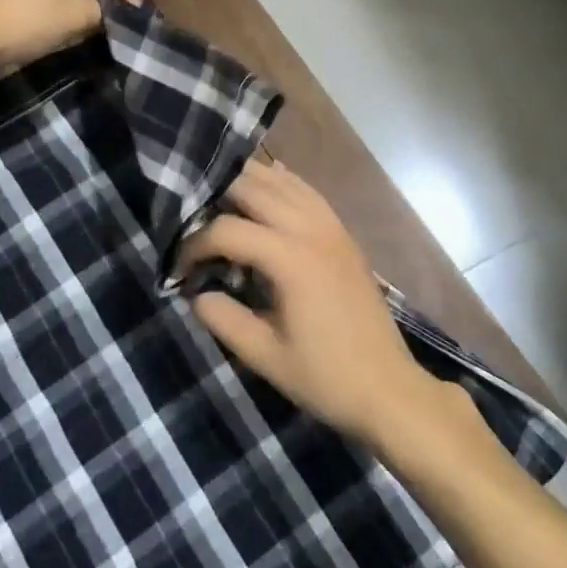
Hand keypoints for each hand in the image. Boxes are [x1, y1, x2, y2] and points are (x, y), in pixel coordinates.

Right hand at [177, 160, 442, 446]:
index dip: (194, 244)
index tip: (179, 268)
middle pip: (253, 187)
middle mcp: (311, 230)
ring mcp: (331, 227)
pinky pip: (308, 192)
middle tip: (193, 223)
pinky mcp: (342, 233)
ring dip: (248, 182)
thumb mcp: (265, 356)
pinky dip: (283, 182)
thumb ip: (224, 318)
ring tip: (218, 198)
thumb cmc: (325, 376)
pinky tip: (267, 180)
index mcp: (290, 259)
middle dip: (216, 197)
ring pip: (283, 182)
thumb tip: (195, 292)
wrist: (387, 387)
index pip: (227, 229)